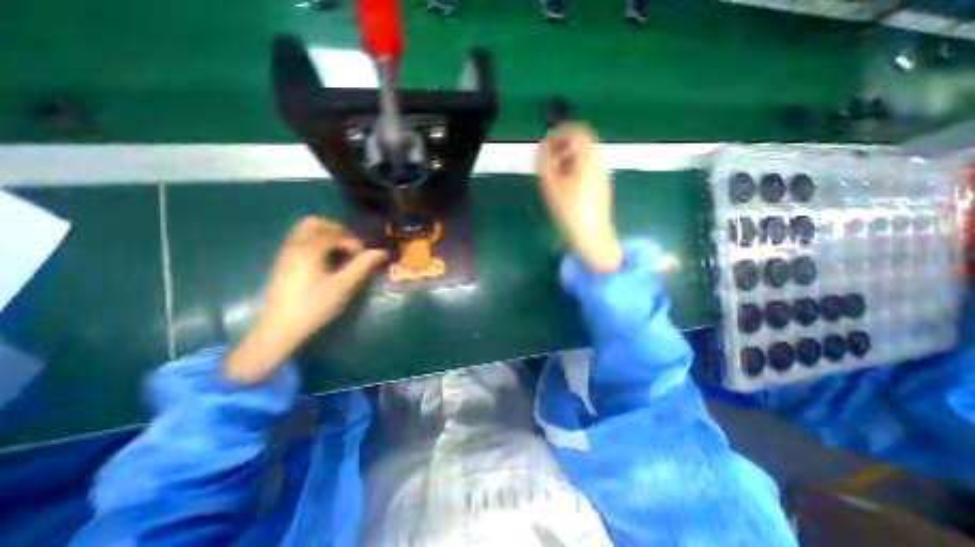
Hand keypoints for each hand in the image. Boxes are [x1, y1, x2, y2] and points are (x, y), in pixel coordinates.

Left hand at [223, 219, 386, 384]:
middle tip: (351, 247)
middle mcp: (294, 245)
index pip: (336, 233)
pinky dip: (314, 241)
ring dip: (325, 235)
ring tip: (340, 252)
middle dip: (337, 230)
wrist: (278, 329)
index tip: (363, 257)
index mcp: (309, 249)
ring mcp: (285, 253)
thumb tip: (382, 251)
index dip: (354, 242)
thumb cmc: (314, 307)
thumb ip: (362, 266)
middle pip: (315, 223)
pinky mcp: (282, 262)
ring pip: (304, 230)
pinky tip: (324, 260)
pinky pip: (298, 240)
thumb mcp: (342, 286)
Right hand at [536, 120, 618, 271]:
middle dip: (563, 146)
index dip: (560, 133)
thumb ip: (545, 162)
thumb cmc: (569, 211)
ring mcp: (602, 176)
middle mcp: (599, 163)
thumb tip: (543, 146)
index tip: (545, 143)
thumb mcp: (551, 185)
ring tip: (552, 174)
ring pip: (585, 157)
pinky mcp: (601, 187)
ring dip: (567, 158)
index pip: (577, 133)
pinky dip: (574, 169)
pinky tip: (564, 186)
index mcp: (588, 158)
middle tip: (547, 159)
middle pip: (582, 144)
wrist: (592, 236)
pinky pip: (587, 170)